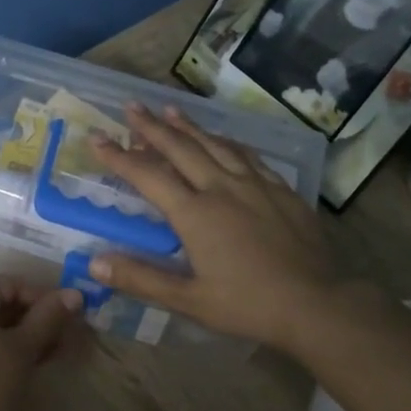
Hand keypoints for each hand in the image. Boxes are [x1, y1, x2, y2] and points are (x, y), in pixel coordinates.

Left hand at [0, 276, 83, 410]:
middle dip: (32, 321)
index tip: (69, 321)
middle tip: (61, 342)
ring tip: (44, 358)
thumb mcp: (24, 349)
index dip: (45, 300)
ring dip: (16, 337)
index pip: (13, 284)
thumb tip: (74, 293)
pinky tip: (16, 370)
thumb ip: (49, 317)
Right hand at [89, 103, 341, 351]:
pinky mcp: (280, 189)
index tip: (97, 138)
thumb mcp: (189, 300)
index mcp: (195, 214)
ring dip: (189, 126)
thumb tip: (94, 264)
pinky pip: (247, 155)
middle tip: (131, 106)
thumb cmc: (248, 304)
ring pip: (215, 144)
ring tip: (170, 109)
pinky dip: (227, 141)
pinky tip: (223, 138)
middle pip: (181, 148)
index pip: (148, 176)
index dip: (119, 157)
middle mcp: (222, 188)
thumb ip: (141, 279)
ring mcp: (255, 184)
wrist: (316, 302)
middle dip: (152, 126)